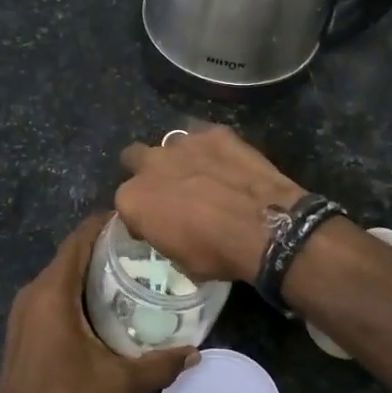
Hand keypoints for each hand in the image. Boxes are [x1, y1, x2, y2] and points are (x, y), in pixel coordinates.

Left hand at [0, 213, 195, 392]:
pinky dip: (77, 286)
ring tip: (129, 271)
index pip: (79, 239)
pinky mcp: (23, 326)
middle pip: (71, 253)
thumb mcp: (120, 384)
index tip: (136, 220)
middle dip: (104, 245)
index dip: (105, 224)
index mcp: (53, 291)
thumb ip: (159, 365)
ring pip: (61, 272)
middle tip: (143, 249)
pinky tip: (103, 302)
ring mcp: (24, 309)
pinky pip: (53, 290)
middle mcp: (35, 291)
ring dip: (90, 267)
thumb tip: (195, 353)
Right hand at [116, 126, 305, 283]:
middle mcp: (150, 164)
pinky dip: (211, 150)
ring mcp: (183, 143)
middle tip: (169, 190)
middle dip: (147, 171)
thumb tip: (169, 229)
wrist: (266, 227)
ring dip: (179, 159)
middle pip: (135, 158)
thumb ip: (163, 234)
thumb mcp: (180, 260)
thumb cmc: (217, 253)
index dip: (140, 214)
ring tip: (201, 175)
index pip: (126, 203)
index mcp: (133, 199)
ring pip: (169, 144)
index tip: (156, 224)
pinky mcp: (214, 132)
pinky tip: (227, 164)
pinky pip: (204, 137)